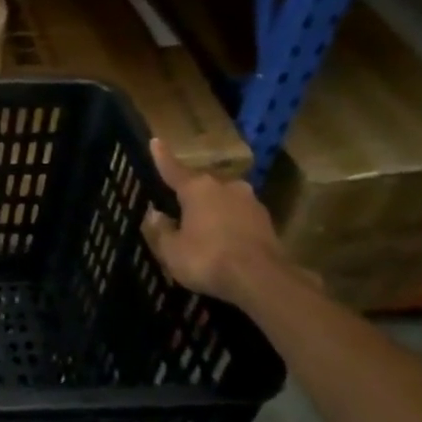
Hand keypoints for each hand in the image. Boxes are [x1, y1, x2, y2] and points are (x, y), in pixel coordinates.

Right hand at [140, 139, 300, 306]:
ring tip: (203, 227)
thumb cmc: (208, 259)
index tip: (156, 141)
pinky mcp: (267, 221)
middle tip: (179, 207)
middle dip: (190, 194)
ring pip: (223, 200)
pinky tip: (224, 240)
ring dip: (212, 209)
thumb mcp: (171, 250)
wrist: (262, 279)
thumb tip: (155, 214)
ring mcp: (250, 202)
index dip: (162, 157)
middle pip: (201, 185)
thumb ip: (160, 230)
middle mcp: (225, 186)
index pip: (173, 169)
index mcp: (197, 188)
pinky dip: (229, 224)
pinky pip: (239, 216)